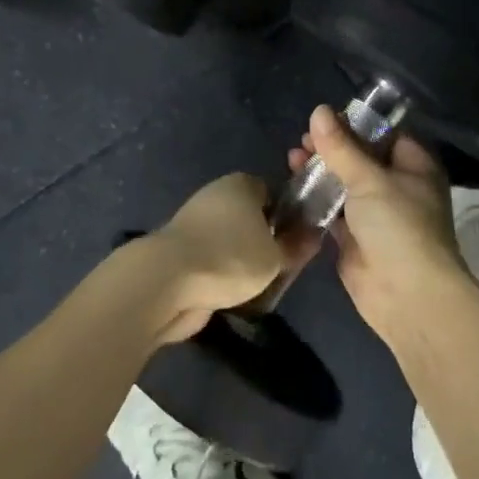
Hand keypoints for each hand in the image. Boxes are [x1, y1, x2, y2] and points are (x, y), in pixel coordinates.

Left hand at [136, 173, 322, 344]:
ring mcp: (195, 223)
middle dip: (265, 240)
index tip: (298, 241)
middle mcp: (217, 196)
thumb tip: (312, 236)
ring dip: (243, 261)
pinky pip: (213, 260)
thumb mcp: (275, 256)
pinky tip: (233, 294)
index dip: (289, 216)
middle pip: (251, 217)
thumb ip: (295, 246)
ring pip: (232, 240)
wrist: (166, 281)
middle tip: (281, 266)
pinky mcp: (180, 251)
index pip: (274, 193)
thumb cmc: (230, 256)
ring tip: (259, 286)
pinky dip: (222, 274)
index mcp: (241, 184)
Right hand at [289, 105, 467, 345]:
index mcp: (414, 166)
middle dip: (332, 148)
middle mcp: (398, 187)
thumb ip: (341, 147)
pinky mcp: (356, 239)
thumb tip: (319, 110)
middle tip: (302, 140)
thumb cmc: (398, 225)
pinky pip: (333, 212)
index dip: (356, 124)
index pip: (385, 134)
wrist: (407, 295)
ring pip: (345, 184)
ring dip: (320, 172)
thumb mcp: (369, 179)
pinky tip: (292, 187)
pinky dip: (315, 200)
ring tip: (292, 158)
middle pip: (361, 159)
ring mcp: (377, 215)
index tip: (325, 117)